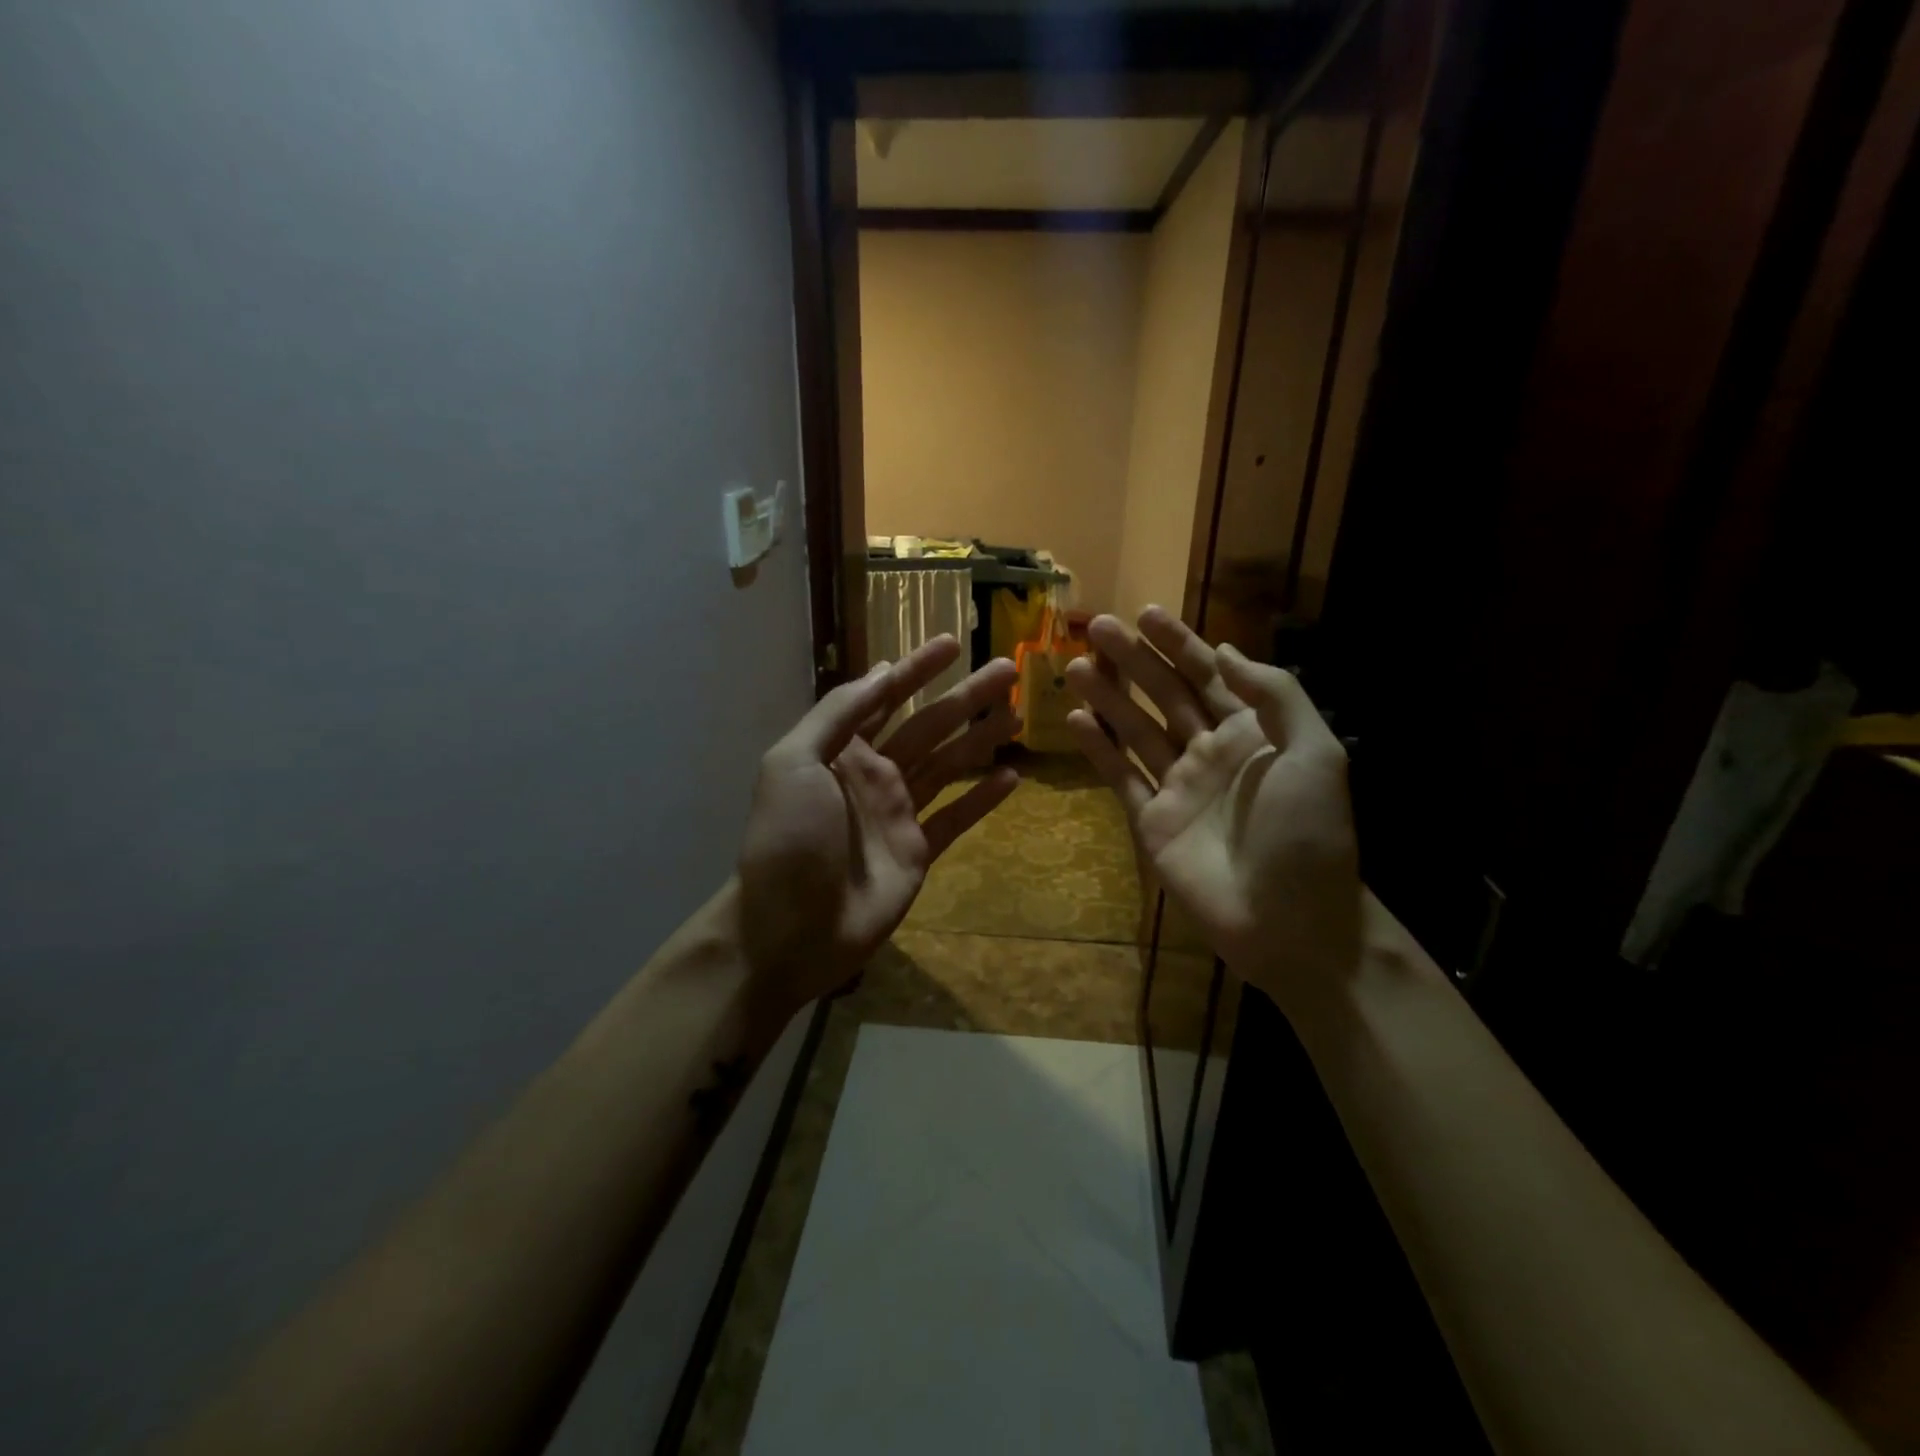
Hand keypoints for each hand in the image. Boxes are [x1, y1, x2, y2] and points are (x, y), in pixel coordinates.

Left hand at [737, 636, 1019, 1011]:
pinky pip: (956, 818)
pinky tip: (1011, 777)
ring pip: (948, 765)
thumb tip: (880, 672)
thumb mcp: (793, 763)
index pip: (886, 698)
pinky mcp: (918, 852)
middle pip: (929, 726)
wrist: (789, 928)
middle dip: (965, 698)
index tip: (951, 644)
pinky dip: (982, 798)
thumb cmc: (788, 840)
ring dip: (981, 739)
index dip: (917, 670)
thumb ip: (837, 716)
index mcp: (842, 750)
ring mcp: (899, 814)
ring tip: (1017, 715)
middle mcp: (875, 775)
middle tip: (1006, 670)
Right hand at [1063, 607, 1360, 1015]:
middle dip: (1134, 660)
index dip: (1179, 643)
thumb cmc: (1307, 833)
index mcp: (1253, 732)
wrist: (1290, 922)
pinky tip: (1076, 720)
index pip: (1209, 675)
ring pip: (1136, 730)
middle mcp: (1211, 752)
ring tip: (1077, 667)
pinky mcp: (1152, 821)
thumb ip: (1275, 695)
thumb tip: (1224, 651)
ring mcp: (1178, 787)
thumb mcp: (1315, 752)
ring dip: (1108, 697)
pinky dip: (1098, 749)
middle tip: (1097, 627)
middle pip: (1165, 695)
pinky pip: (1121, 777)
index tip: (1147, 613)